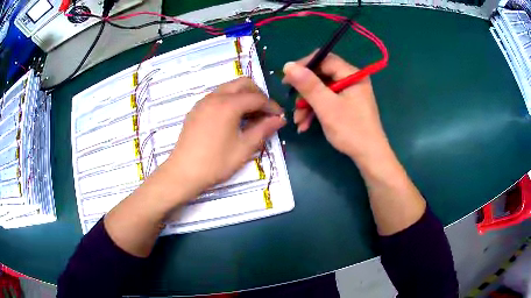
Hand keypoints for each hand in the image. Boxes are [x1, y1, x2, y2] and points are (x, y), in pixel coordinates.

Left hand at [165, 77, 285, 195]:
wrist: (183, 173)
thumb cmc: (216, 163)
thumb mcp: (244, 148)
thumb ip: (263, 130)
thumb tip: (280, 119)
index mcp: (228, 104)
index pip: (257, 98)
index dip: (271, 106)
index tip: (280, 117)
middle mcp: (215, 97)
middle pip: (243, 84)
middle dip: (258, 94)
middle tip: (265, 113)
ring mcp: (203, 102)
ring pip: (229, 88)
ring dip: (243, 96)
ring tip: (250, 116)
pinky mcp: (196, 109)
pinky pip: (217, 96)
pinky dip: (229, 100)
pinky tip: (232, 119)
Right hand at [283, 52, 387, 159]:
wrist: (369, 156)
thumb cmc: (350, 130)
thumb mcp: (326, 106)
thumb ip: (308, 85)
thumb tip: (288, 65)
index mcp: (352, 74)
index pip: (324, 59)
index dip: (303, 66)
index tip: (287, 79)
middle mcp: (351, 79)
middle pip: (321, 76)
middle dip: (305, 93)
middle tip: (293, 105)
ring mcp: (350, 93)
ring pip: (322, 91)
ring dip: (308, 105)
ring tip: (299, 122)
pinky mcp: (347, 105)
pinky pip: (327, 101)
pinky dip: (316, 111)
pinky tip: (306, 125)